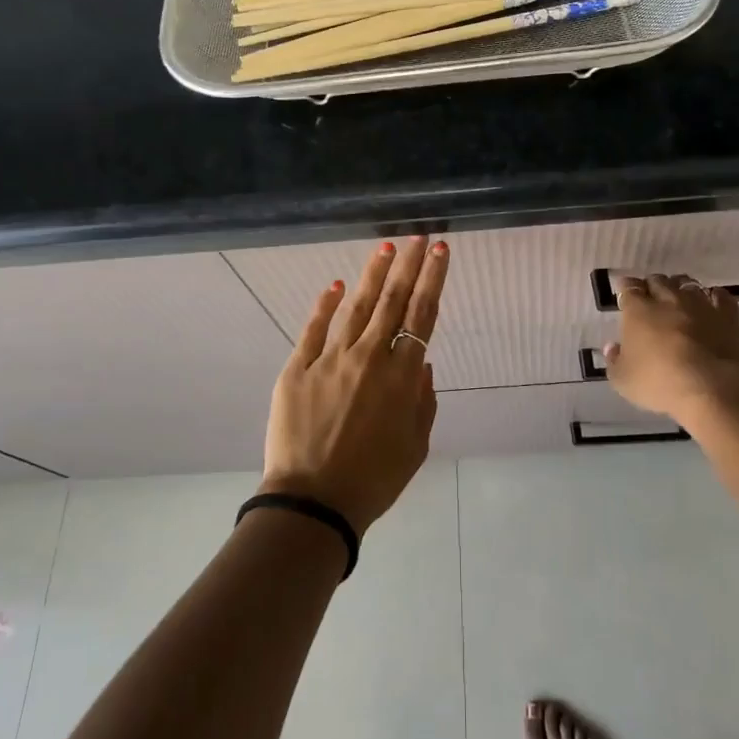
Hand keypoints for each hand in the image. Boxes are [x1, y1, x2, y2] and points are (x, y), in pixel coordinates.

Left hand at [260, 237, 448, 535]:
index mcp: (403, 377)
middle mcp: (370, 357)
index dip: (433, 279)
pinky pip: (314, 329)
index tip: (440, 251)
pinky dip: (326, 305)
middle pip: (393, 301)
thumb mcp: (415, 448)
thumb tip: (423, 364)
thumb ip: (424, 402)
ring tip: (385, 248)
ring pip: (357, 306)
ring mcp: (331, 359)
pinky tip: (336, 285)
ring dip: (373, 275)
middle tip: (417, 236)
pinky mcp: (299, 368)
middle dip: (408, 265)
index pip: (422, 316)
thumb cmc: (374, 481)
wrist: (315, 502)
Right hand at [601, 273, 738, 424]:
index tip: (624, 293)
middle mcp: (668, 299)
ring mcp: (700, 304)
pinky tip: (711, 303)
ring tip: (679, 298)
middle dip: (652, 286)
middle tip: (650, 298)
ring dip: (680, 288)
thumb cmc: (660, 382)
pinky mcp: (727, 315)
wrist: (713, 387)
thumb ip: (614, 361)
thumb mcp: (624, 380)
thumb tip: (613, 347)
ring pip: (687, 284)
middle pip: (658, 281)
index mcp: (638, 310)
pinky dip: (713, 296)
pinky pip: (720, 296)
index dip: (626, 288)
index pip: (628, 288)